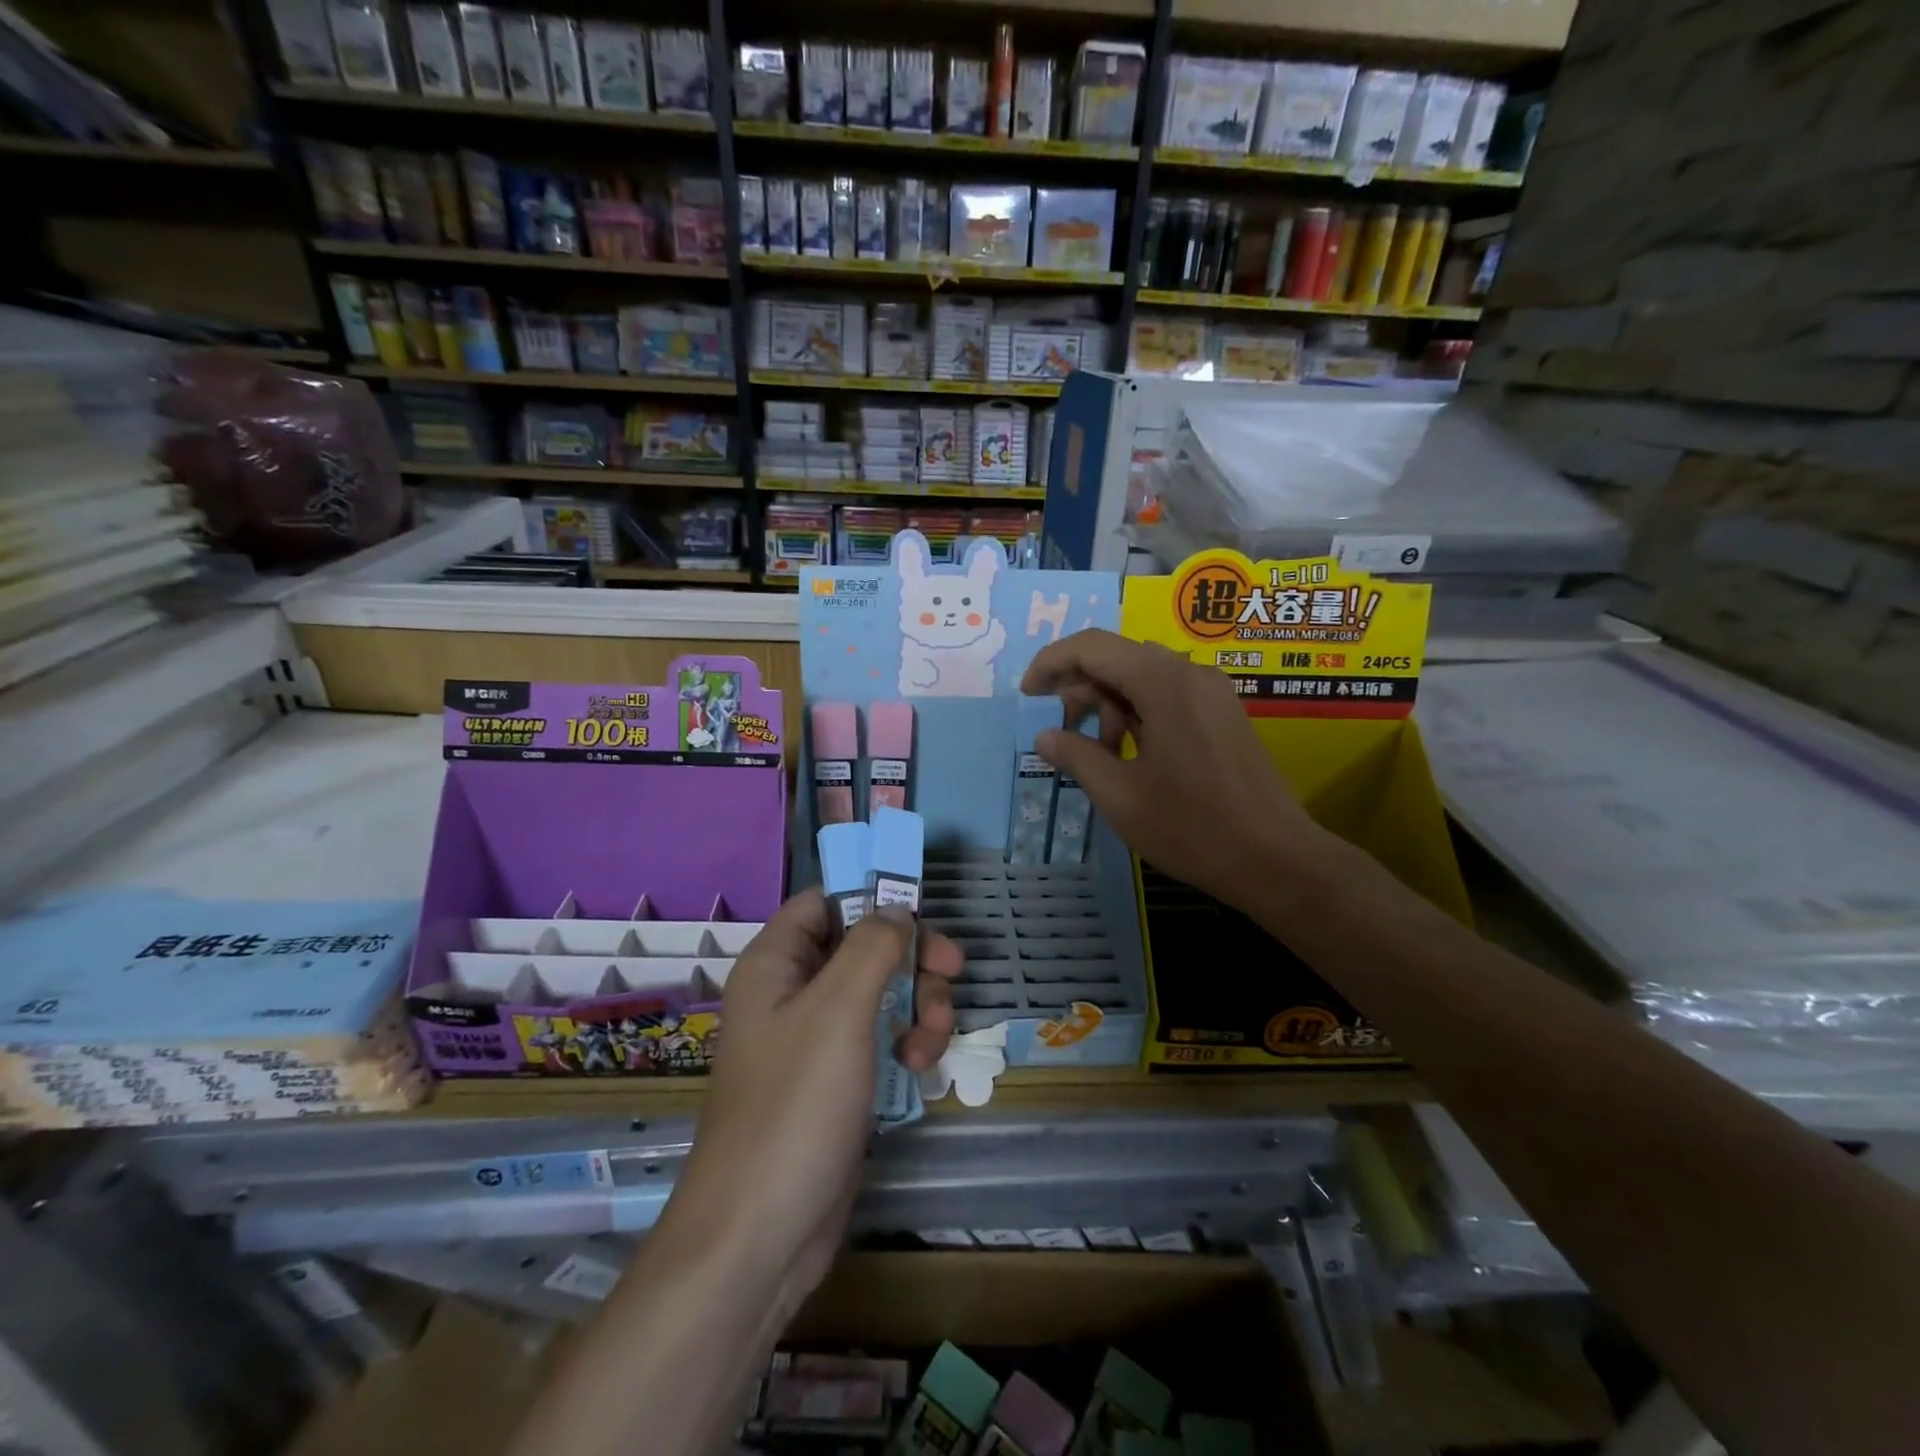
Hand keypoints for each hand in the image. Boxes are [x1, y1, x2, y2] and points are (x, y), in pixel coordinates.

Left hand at [661, 890, 962, 1315]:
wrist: (761, 1233)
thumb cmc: (796, 1105)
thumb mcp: (841, 1009)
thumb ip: (874, 946)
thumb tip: (897, 909)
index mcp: (776, 964)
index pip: (825, 902)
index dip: (871, 897)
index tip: (922, 911)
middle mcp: (792, 993)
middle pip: (863, 945)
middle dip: (911, 958)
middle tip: (953, 973)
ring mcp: (816, 1039)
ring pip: (881, 992)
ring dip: (918, 1005)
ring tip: (932, 1041)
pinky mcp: (838, 1080)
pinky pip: (881, 1037)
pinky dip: (907, 1043)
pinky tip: (920, 1069)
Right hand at [1021, 628, 1324, 911]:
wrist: (1275, 859)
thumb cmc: (1190, 826)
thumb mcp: (1119, 794)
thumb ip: (1075, 755)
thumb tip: (1044, 736)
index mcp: (1162, 682)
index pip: (1091, 647)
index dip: (1051, 663)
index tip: (1028, 695)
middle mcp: (1190, 673)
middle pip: (1118, 658)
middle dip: (1081, 689)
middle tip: (1063, 734)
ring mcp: (1212, 692)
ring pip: (1143, 677)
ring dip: (1109, 704)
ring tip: (1101, 754)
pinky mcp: (1224, 713)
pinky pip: (1168, 695)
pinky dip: (1138, 713)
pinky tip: (1132, 753)